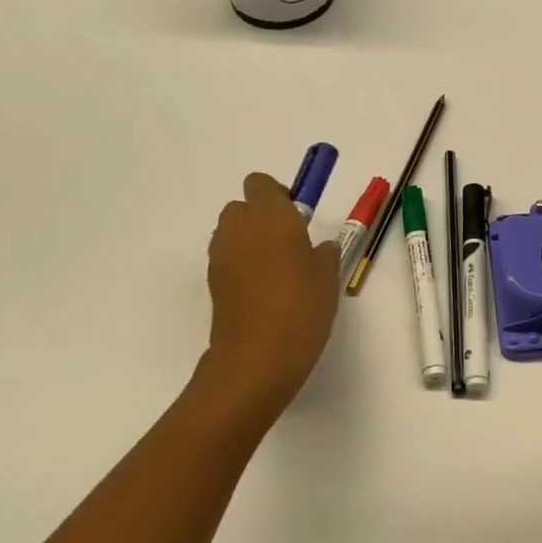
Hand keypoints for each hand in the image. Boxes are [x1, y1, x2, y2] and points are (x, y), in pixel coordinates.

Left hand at [199, 173, 340, 434]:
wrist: (257, 358)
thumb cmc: (301, 308)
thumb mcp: (328, 278)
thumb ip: (324, 254)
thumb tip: (319, 248)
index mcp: (272, 217)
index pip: (260, 184)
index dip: (277, 194)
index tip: (298, 216)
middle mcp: (240, 229)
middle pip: (241, 207)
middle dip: (261, 217)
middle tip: (289, 243)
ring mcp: (221, 256)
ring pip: (231, 233)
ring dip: (249, 241)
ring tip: (276, 270)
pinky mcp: (213, 283)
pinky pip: (227, 259)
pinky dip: (241, 265)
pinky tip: (263, 291)